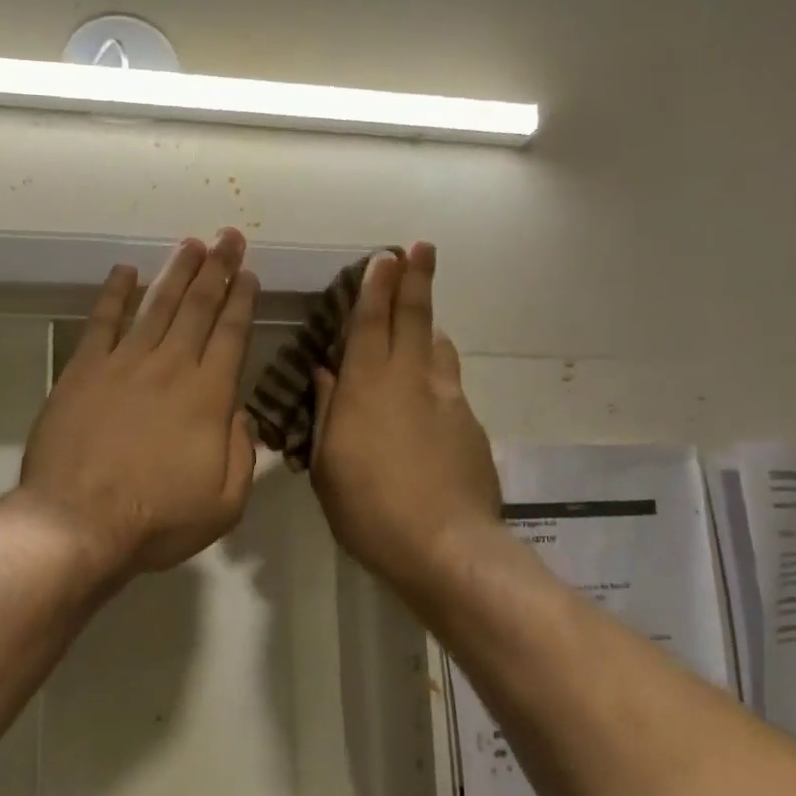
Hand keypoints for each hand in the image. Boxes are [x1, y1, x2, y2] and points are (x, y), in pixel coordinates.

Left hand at [19, 229, 259, 577]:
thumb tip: (239, 415)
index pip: (232, 335)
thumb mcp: (225, 504)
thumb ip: (241, 454)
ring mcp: (123, 364)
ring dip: (176, 271)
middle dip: (217, 268)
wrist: (78, 523)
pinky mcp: (83, 370)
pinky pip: (102, 321)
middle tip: (228, 236)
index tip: (249, 272)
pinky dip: (115, 293)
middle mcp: (170, 367)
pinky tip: (125, 271)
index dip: (243, 300)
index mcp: (208, 397)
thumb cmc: (156, 520)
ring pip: (157, 305)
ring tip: (191, 243)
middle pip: (198, 308)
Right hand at [310, 243, 503, 598]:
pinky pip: (449, 383)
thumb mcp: (327, 466)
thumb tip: (325, 374)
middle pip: (414, 319)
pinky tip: (429, 389)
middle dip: (415, 281)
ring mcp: (447, 400)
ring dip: (428, 324)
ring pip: (438, 347)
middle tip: (421, 249)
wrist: (445, 546)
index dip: (377, 287)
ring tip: (422, 318)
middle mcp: (410, 381)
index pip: (371, 323)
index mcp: (367, 388)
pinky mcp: (470, 425)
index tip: (385, 256)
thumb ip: (326, 413)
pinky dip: (437, 370)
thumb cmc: (369, 510)